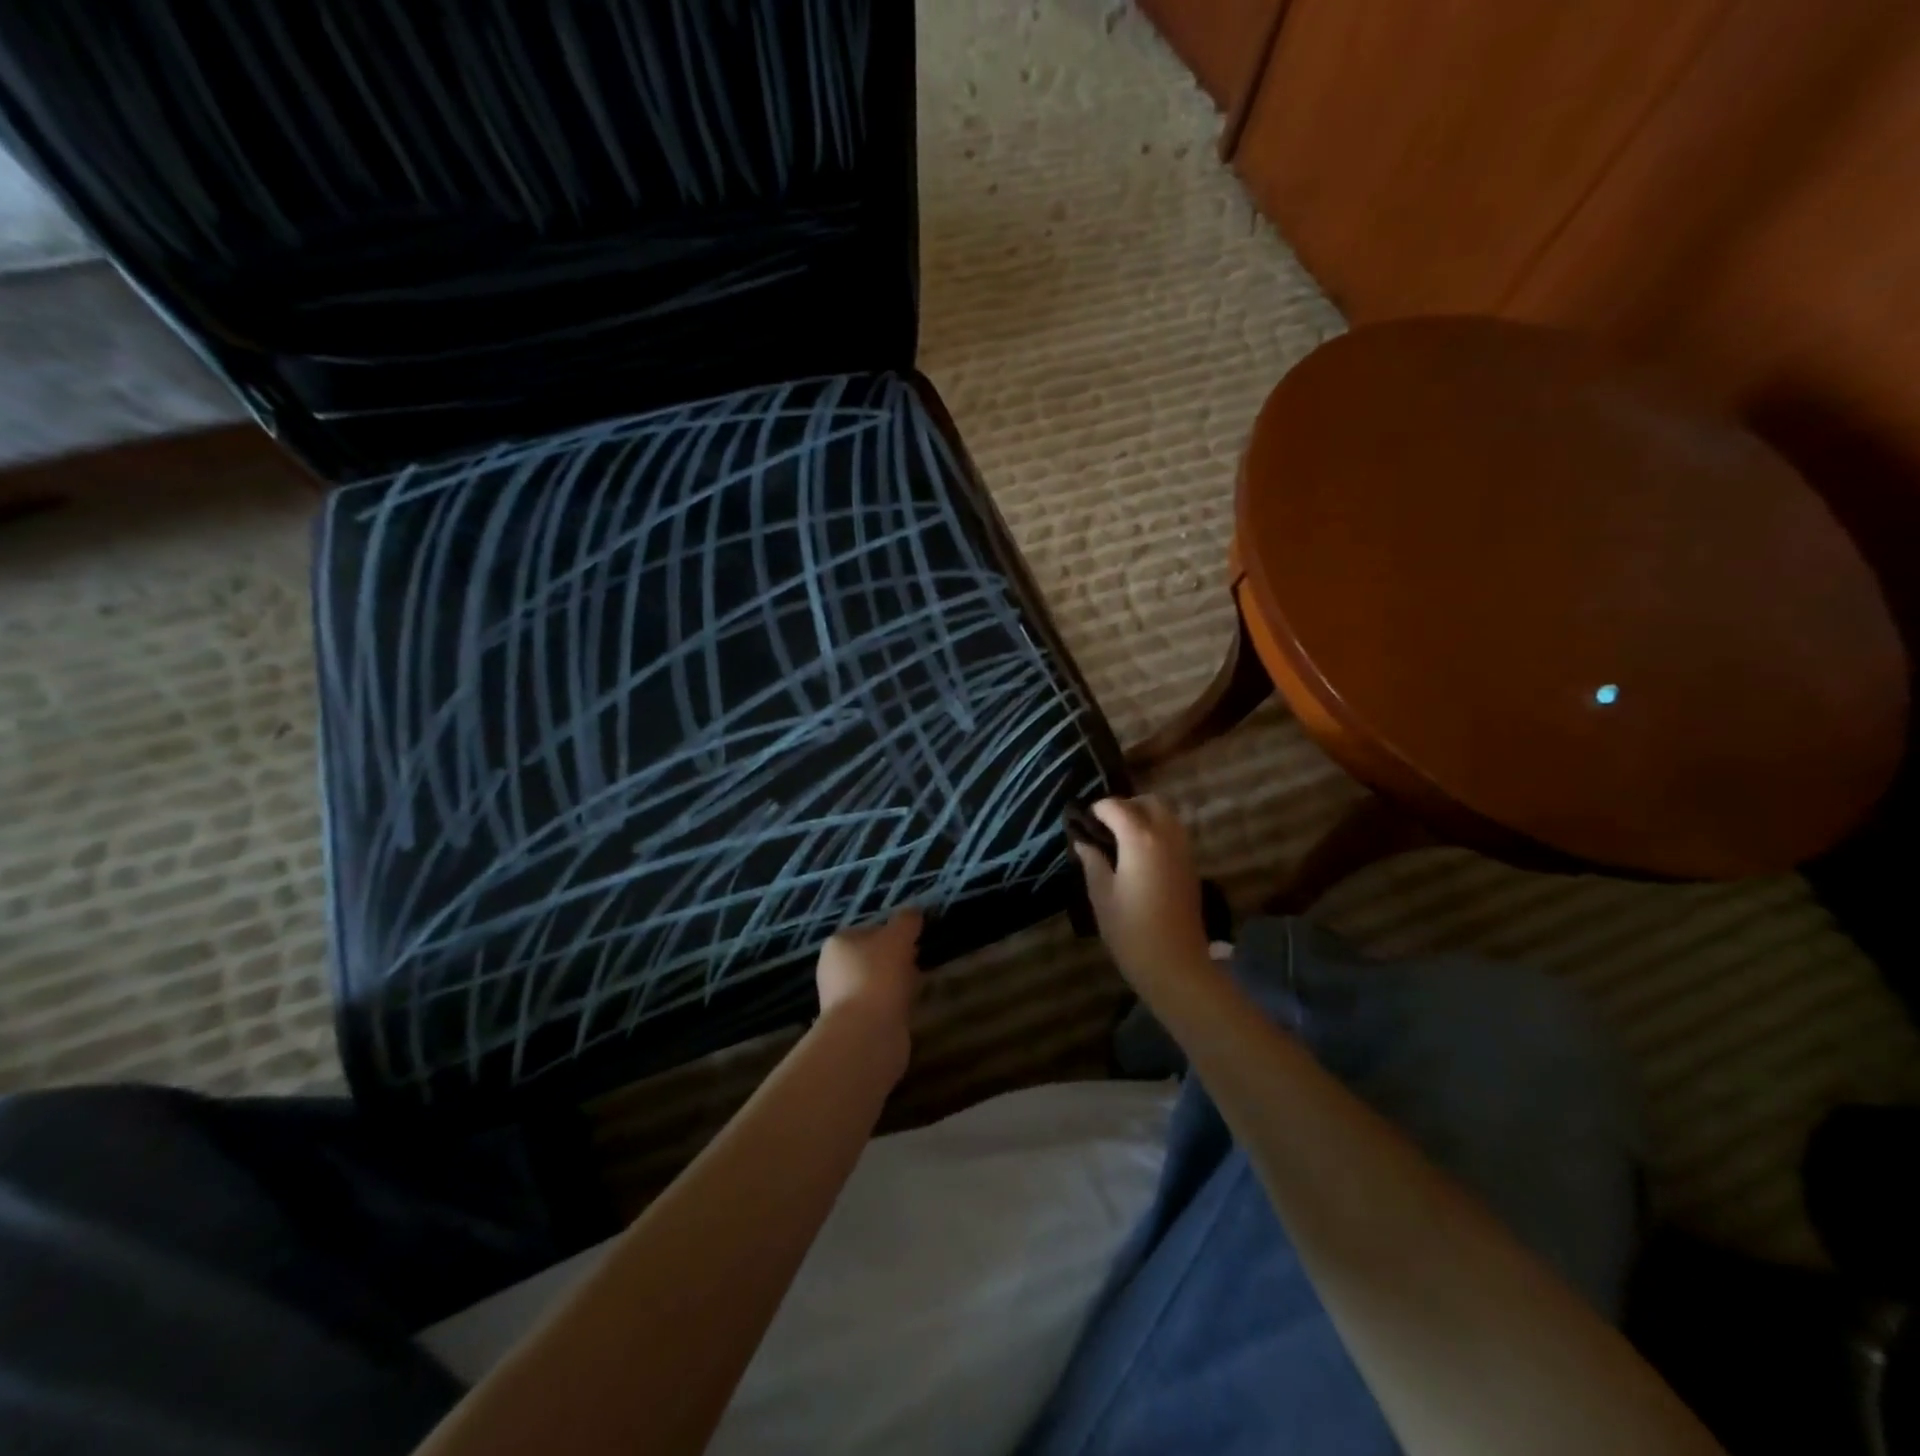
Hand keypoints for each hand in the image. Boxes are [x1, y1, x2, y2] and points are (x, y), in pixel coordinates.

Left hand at [815, 908, 922, 1055]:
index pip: (869, 930)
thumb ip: (906, 921)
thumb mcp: (897, 937)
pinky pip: (882, 1005)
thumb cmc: (878, 976)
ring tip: (918, 986)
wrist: (866, 1034)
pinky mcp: (856, 1024)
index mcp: (838, 944)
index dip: (894, 933)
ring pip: (879, 982)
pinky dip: (896, 1004)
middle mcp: (834, 970)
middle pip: (874, 957)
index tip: (914, 940)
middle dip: (898, 959)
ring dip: (899, 982)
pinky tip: (910, 1007)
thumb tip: (913, 912)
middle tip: (918, 962)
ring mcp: (843, 999)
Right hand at [1073, 796, 1214, 991]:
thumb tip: (1083, 841)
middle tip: (1104, 826)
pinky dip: (1157, 831)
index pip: (1116, 807)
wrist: (1175, 964)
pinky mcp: (1191, 865)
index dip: (1097, 810)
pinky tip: (1140, 853)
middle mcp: (1166, 835)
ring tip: (1121, 838)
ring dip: (1144, 816)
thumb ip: (1092, 861)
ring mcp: (1183, 849)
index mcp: (1140, 839)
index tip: (1082, 823)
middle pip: (1148, 802)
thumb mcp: (1102, 894)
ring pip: (1166, 815)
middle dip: (1125, 806)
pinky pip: (1174, 832)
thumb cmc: (1130, 930)